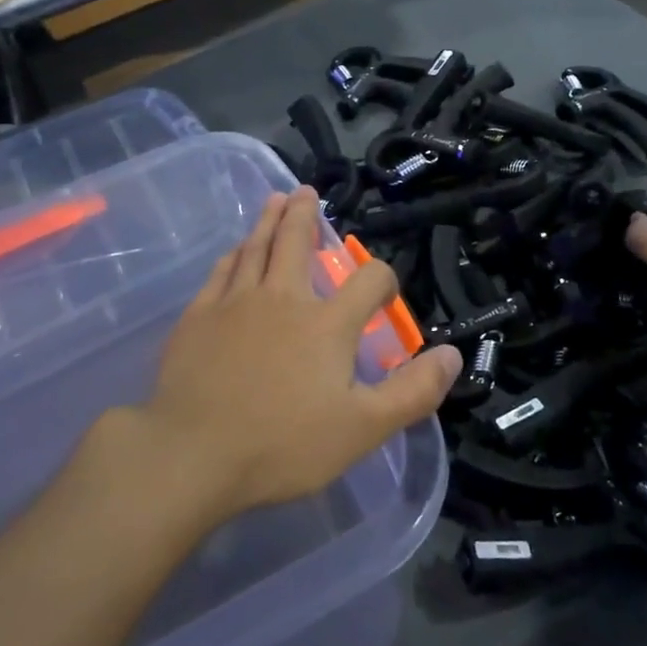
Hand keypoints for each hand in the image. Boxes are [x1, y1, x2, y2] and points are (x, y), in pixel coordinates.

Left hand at [135, 188, 461, 522]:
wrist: (193, 454)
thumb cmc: (283, 444)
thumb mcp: (363, 428)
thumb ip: (412, 391)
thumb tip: (453, 355)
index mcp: (327, 322)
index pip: (368, 279)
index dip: (383, 278)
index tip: (382, 292)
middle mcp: (283, 298)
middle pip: (297, 241)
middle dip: (305, 215)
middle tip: (306, 191)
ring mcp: (236, 302)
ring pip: (257, 248)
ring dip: (268, 220)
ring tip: (274, 199)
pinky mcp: (199, 316)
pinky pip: (221, 272)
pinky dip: (233, 254)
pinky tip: (235, 250)